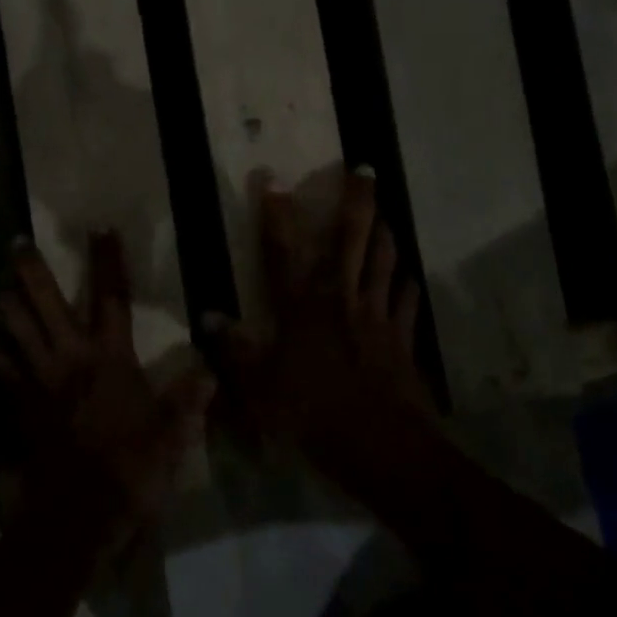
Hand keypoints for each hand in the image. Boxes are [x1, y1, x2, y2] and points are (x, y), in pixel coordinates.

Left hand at [0, 231, 214, 540]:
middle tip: (16, 244)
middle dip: (31, 272)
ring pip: (16, 334)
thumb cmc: (132, 468)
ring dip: (8, 309)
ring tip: (0, 289)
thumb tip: (209, 371)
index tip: (100, 228)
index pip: (112, 298)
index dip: (108, 261)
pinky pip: (4, 376)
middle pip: (46, 305)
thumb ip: (188, 399)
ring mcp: (40, 384)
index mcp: (111, 358)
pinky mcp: (21, 410)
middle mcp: (70, 360)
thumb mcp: (172, 434)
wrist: (79, 514)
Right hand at [212, 169, 436, 495]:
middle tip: (364, 169)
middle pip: (352, 240)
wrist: (382, 447)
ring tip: (385, 210)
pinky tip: (408, 275)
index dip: (277, 214)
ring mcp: (377, 317)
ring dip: (385, 232)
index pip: (284, 251)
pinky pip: (406, 301)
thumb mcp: (258, 390)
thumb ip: (233, 351)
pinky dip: (406, 284)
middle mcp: (342, 301)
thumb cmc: (313, 416)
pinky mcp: (402, 339)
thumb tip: (208, 316)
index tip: (274, 180)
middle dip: (357, 201)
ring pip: (384, 262)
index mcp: (302, 309)